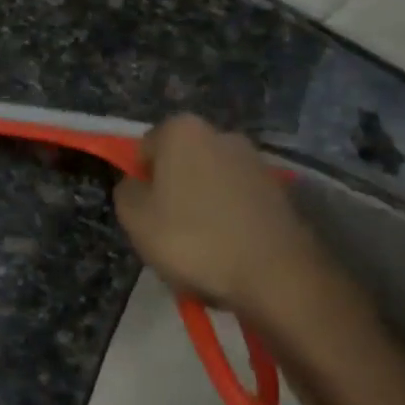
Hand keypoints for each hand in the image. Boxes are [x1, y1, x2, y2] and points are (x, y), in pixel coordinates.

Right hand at [113, 114, 323, 316]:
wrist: (276, 274)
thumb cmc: (193, 239)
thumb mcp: (135, 218)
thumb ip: (126, 191)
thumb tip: (136, 184)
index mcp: (182, 130)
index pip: (144, 149)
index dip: (139, 182)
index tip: (144, 214)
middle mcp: (221, 133)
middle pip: (180, 163)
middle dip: (172, 192)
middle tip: (168, 233)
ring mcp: (255, 161)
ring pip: (210, 184)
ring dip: (201, 207)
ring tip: (202, 250)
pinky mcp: (278, 190)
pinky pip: (237, 202)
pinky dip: (229, 220)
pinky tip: (229, 252)